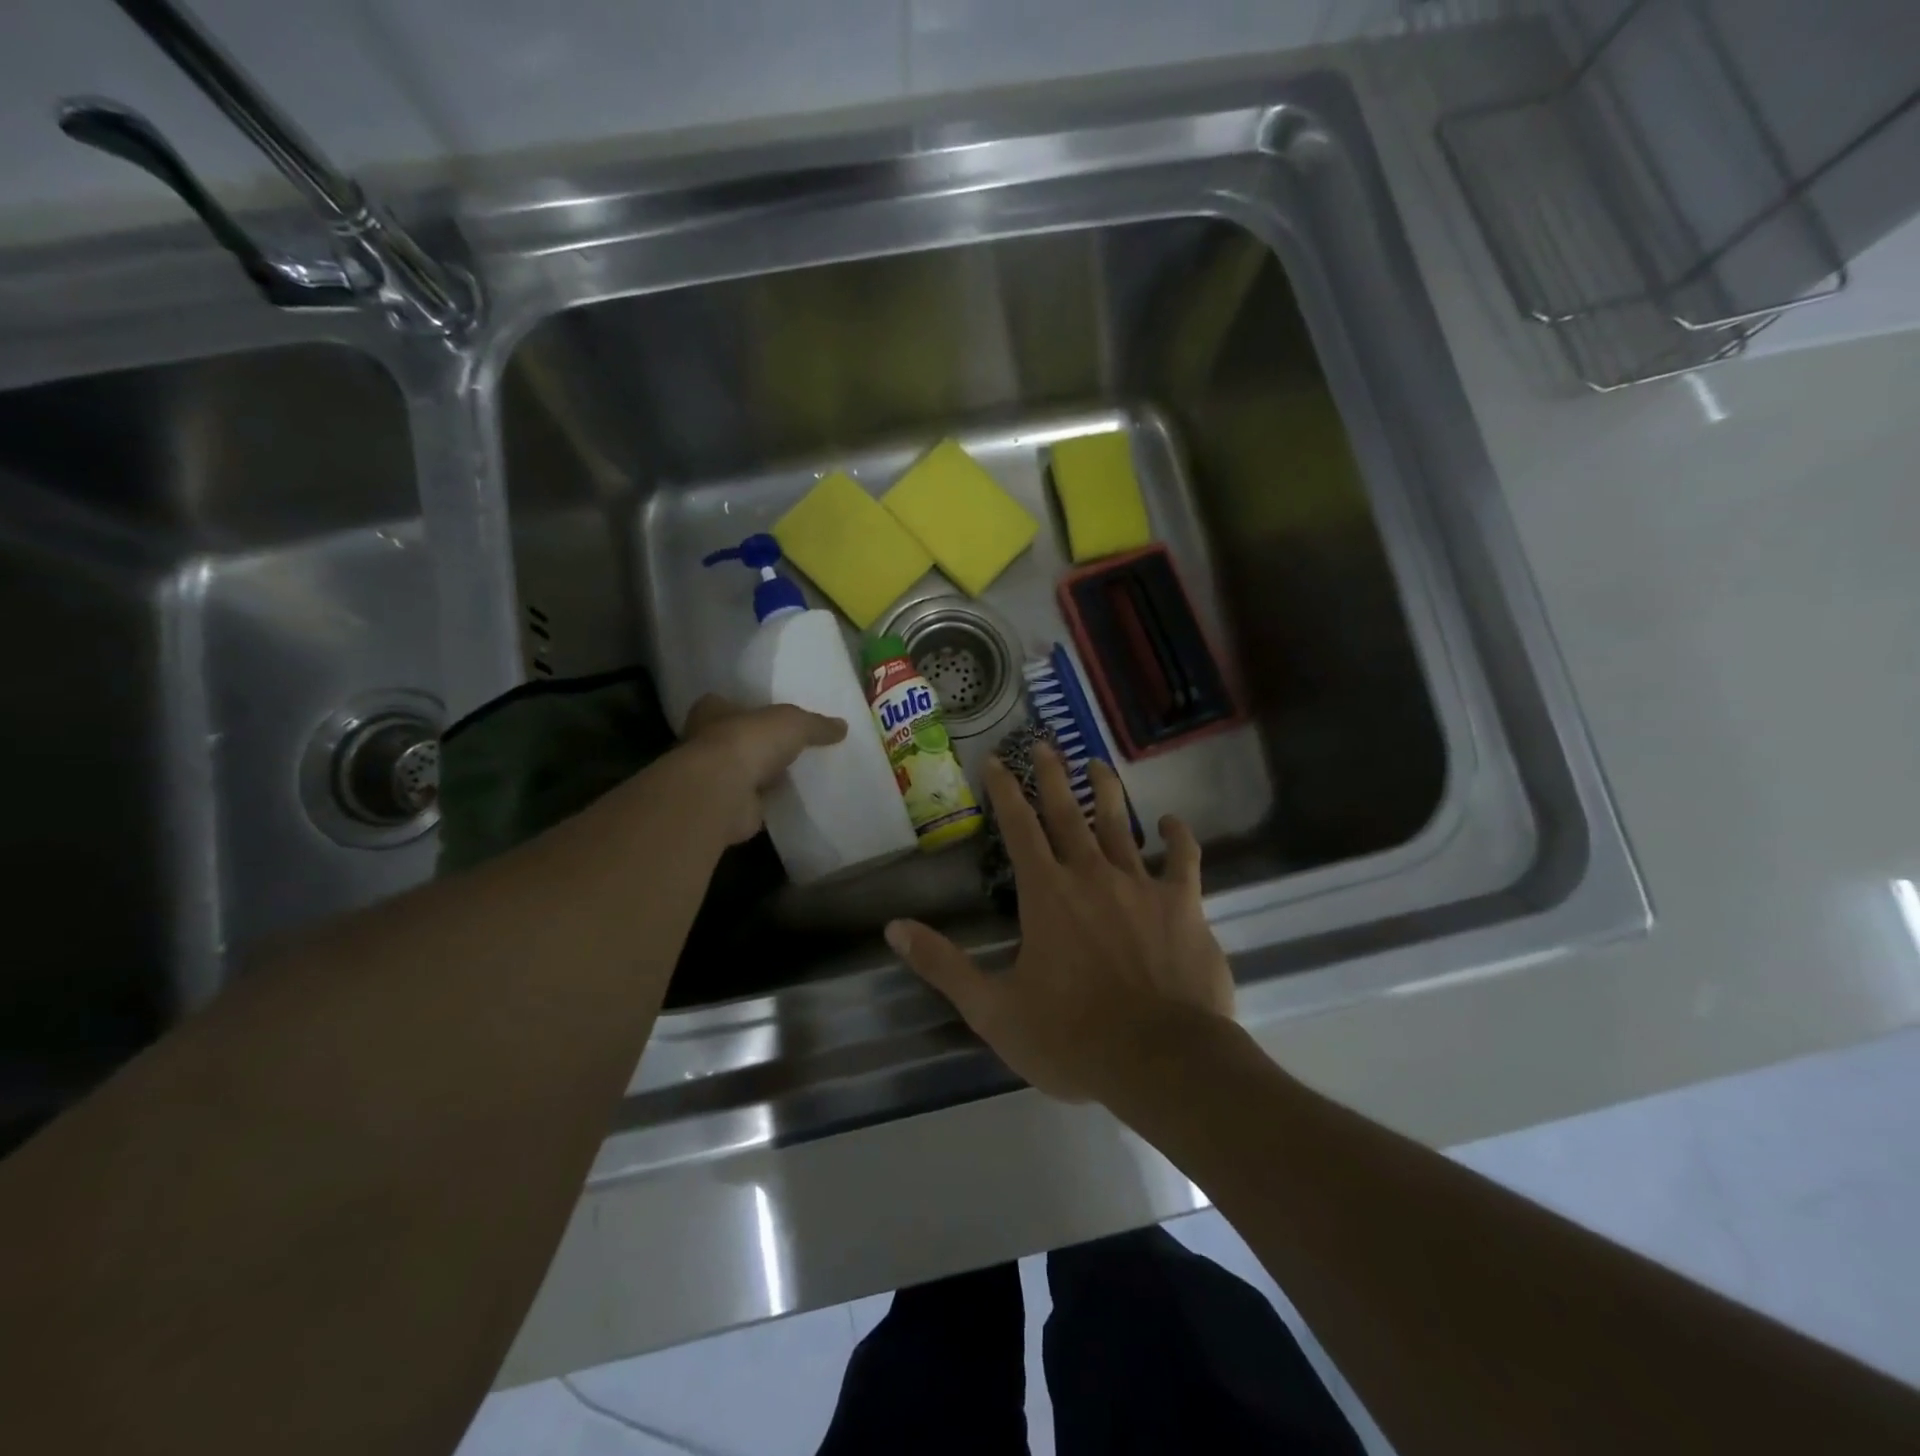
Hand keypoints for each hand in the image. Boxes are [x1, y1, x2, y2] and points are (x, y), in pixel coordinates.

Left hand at [677, 694, 846, 844]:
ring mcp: (714, 777)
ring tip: (796, 772)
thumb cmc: (748, 742)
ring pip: (744, 770)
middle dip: (758, 742)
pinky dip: (768, 800)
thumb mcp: (793, 723)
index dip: (746, 707)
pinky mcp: (726, 806)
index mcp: (712, 711)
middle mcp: (705, 742)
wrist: (723, 793)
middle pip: (736, 738)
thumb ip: (816, 724)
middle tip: (790, 744)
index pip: (725, 703)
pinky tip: (791, 798)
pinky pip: (753, 799)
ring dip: (763, 773)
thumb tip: (842, 726)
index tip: (767, 714)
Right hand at [886, 745, 1233, 1101]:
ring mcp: (1141, 885)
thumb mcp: (993, 1010)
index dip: (1003, 791)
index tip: (995, 760)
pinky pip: (1182, 859)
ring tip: (1097, 763)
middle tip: (1044, 743)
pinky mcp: (1183, 904)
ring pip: (1120, 824)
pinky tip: (1170, 822)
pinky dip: (1177, 836)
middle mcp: (1091, 875)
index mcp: (1046, 894)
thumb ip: (944, 965)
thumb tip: (894, 928)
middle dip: (1052, 775)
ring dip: (1106, 791)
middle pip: (1067, 812)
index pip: (1018, 828)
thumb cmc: (1072, 1038)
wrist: (1161, 1061)